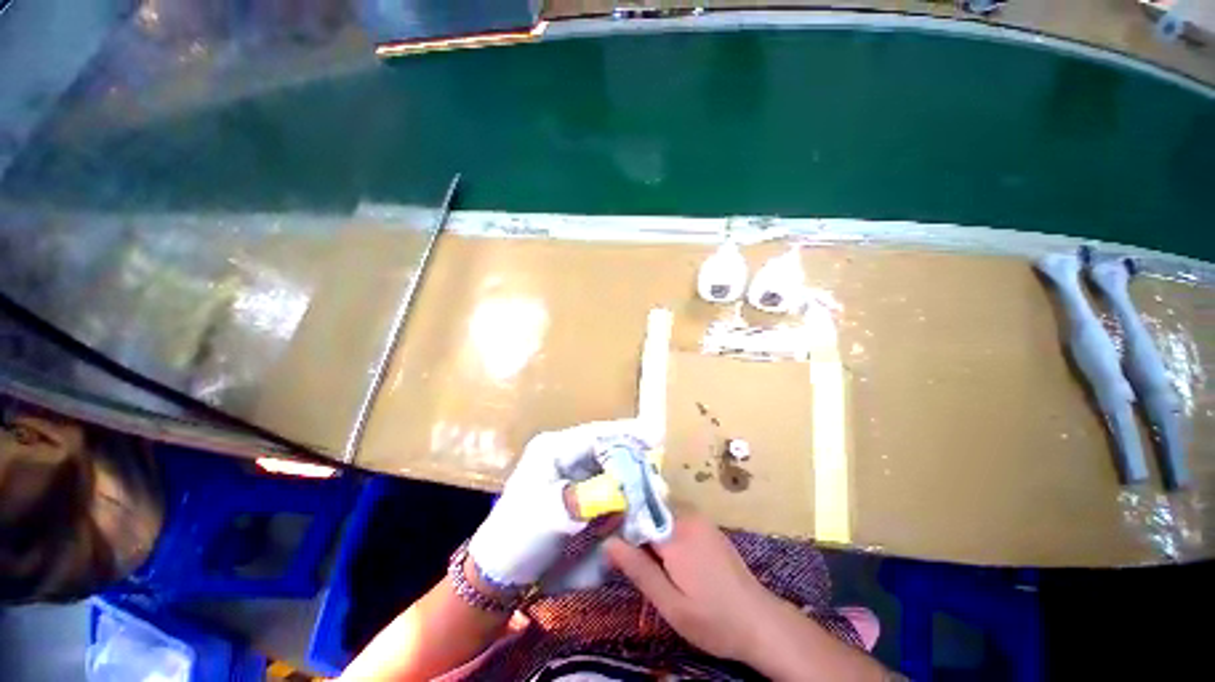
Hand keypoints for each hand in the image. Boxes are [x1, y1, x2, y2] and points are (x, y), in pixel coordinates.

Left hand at [468, 419, 652, 588]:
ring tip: (652, 487)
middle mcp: (565, 454)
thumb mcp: (554, 515)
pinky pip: (607, 485)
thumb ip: (592, 498)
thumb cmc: (520, 537)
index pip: (596, 434)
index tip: (655, 438)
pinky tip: (635, 502)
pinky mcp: (578, 491)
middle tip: (656, 471)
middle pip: (607, 447)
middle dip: (632, 458)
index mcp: (554, 448)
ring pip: (610, 465)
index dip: (626, 434)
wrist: (501, 570)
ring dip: (630, 476)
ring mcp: (572, 472)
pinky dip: (622, 493)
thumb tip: (627, 488)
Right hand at [604, 513, 781, 662]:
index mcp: (676, 534)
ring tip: (656, 570)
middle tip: (636, 569)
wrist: (760, 622)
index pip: (637, 517)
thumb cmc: (713, 619)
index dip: (622, 532)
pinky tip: (675, 565)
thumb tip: (609, 542)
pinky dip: (669, 538)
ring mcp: (701, 520)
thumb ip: (639, 570)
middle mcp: (689, 517)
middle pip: (650, 516)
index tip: (612, 552)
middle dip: (639, 536)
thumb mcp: (670, 604)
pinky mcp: (709, 528)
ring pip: (663, 520)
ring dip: (654, 539)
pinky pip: (678, 523)